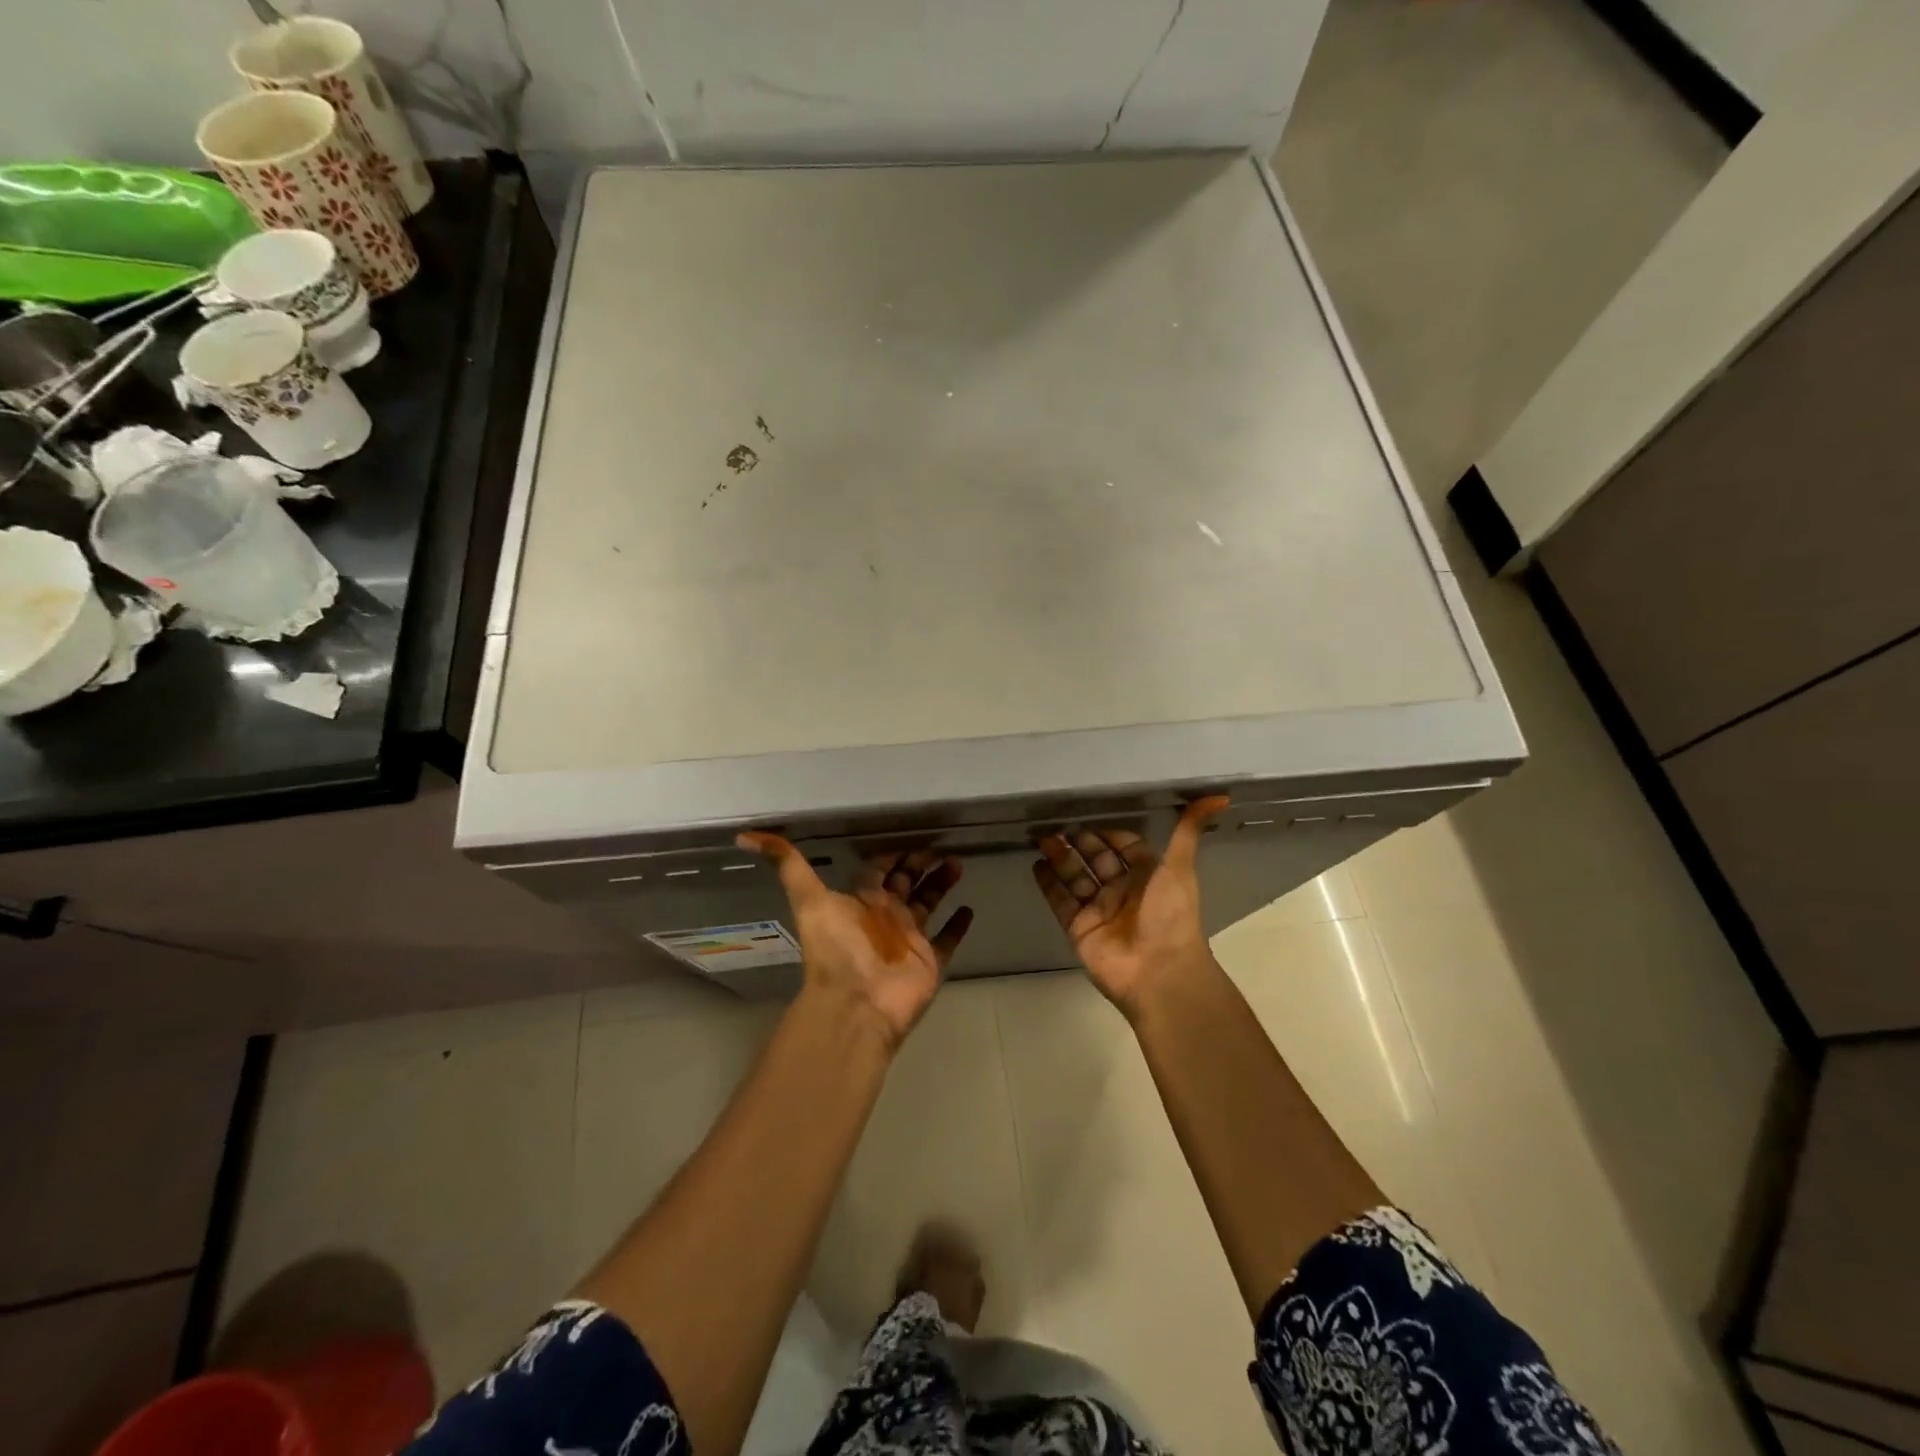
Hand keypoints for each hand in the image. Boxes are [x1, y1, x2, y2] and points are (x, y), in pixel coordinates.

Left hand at [738, 833, 973, 1049]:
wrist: (856, 1004)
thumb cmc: (836, 949)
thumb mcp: (808, 899)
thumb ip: (786, 864)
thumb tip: (745, 835)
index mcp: (860, 901)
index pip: (877, 869)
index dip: (891, 853)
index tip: (909, 835)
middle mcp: (884, 916)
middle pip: (905, 884)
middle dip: (920, 864)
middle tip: (940, 846)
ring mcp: (908, 939)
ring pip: (928, 904)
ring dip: (941, 885)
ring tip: (959, 864)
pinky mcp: (929, 961)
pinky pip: (948, 940)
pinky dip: (958, 926)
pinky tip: (969, 909)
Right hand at [1033, 797, 1229, 1015]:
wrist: (1158, 972)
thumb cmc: (1170, 915)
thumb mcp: (1180, 867)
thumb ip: (1188, 830)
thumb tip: (1220, 796)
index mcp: (1148, 877)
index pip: (1125, 847)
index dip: (1109, 833)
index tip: (1089, 814)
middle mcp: (1122, 891)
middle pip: (1096, 860)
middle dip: (1079, 842)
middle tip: (1057, 823)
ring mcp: (1098, 910)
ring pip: (1075, 877)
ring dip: (1060, 858)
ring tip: (1042, 838)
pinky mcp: (1078, 928)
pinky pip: (1060, 901)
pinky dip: (1048, 884)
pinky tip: (1036, 864)